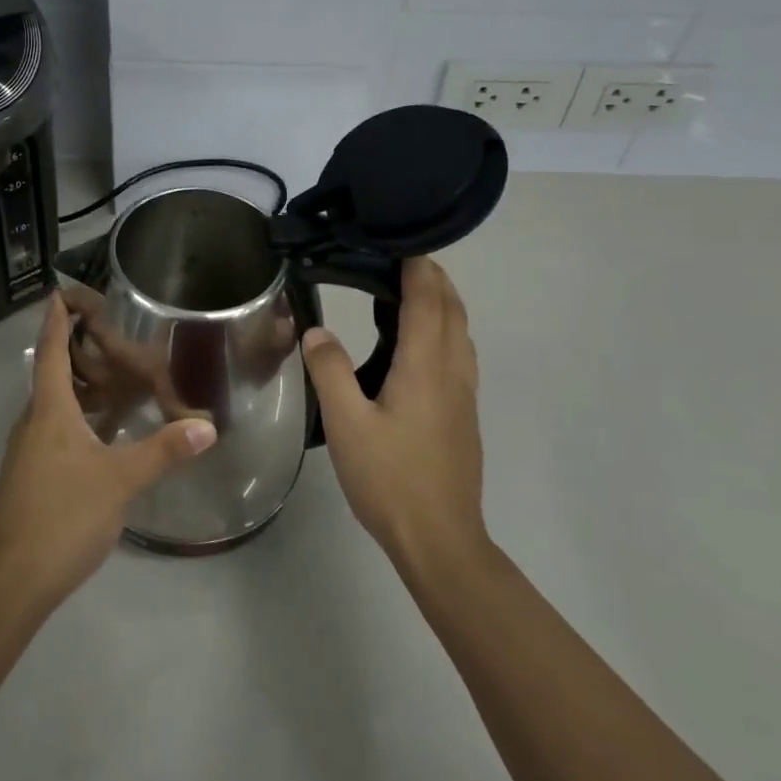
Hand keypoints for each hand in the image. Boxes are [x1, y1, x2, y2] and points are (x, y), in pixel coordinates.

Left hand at [0, 293, 216, 609]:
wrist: (14, 579)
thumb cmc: (64, 515)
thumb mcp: (120, 480)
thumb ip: (163, 450)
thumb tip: (207, 426)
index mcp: (49, 410)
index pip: (50, 351)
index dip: (56, 320)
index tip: (60, 291)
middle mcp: (34, 422)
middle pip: (52, 374)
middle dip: (76, 350)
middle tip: (109, 334)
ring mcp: (29, 451)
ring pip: (55, 405)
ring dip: (81, 386)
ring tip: (115, 376)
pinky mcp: (32, 475)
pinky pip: (57, 429)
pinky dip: (81, 417)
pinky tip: (105, 431)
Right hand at [301, 257, 487, 572]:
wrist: (440, 539)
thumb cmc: (390, 478)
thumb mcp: (347, 423)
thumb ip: (330, 370)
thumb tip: (316, 331)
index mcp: (426, 366)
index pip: (428, 299)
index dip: (417, 266)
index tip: (396, 240)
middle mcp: (453, 371)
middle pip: (452, 309)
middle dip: (433, 277)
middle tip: (398, 258)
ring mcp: (464, 394)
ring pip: (461, 331)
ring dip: (442, 302)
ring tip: (408, 290)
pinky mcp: (463, 413)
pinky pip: (459, 352)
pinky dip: (444, 328)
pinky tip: (418, 344)